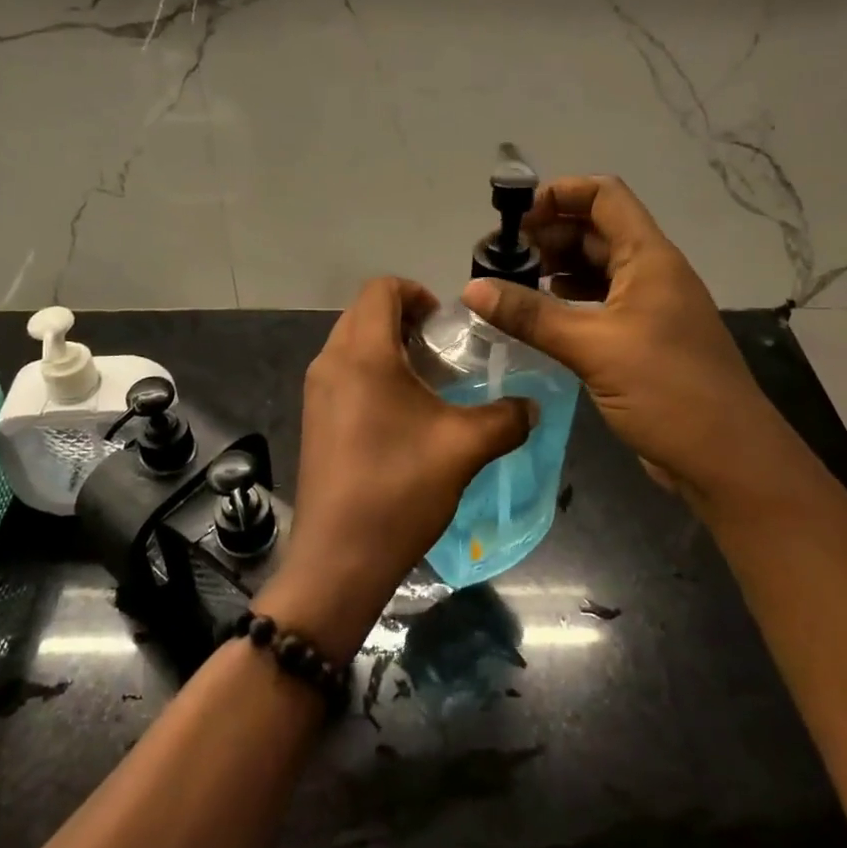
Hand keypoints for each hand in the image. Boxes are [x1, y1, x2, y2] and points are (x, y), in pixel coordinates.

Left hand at [258, 276, 535, 660]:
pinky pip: (344, 373)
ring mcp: (316, 392)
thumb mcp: (464, 448)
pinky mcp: (314, 419)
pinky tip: (403, 415)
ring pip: (352, 344)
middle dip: (406, 320)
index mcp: (362, 354)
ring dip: (389, 348)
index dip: (417, 292)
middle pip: (365, 313)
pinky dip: (372, 374)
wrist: (338, 559)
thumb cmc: (399, 489)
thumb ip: (506, 418)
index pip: (381, 288)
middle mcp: (330, 362)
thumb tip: (532, 407)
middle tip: (444, 352)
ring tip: (429, 384)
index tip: (447, 325)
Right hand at [462, 175, 797, 508]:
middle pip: (595, 231)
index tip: (514, 219)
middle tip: (500, 260)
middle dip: (548, 235)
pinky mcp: (642, 340)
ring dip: (555, 269)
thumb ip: (531, 316)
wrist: (727, 459)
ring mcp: (649, 308)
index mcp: (648, 258)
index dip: (559, 194)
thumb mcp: (593, 348)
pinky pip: (599, 304)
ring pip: (596, 269)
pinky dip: (567, 301)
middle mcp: (650, 273)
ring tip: (511, 285)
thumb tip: (472, 288)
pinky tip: (540, 316)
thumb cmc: (667, 390)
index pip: (604, 196)